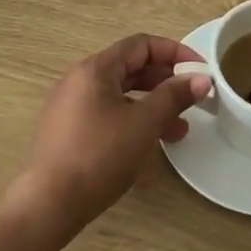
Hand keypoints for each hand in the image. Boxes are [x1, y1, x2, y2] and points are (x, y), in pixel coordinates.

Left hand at [8, 34, 211, 234]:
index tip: (199, 70)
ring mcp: (72, 107)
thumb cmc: (99, 156)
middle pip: (131, 68)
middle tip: (192, 99)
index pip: (141, 45)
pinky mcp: (69, 132)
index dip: (175, 52)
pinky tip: (150, 145)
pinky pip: (108, 114)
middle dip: (165, 82)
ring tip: (179, 130)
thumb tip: (202, 79)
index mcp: (95, 69)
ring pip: (121, 95)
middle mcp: (80, 80)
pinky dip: (133, 121)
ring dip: (152, 106)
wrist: (48, 206)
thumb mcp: (144, 124)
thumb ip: (174, 97)